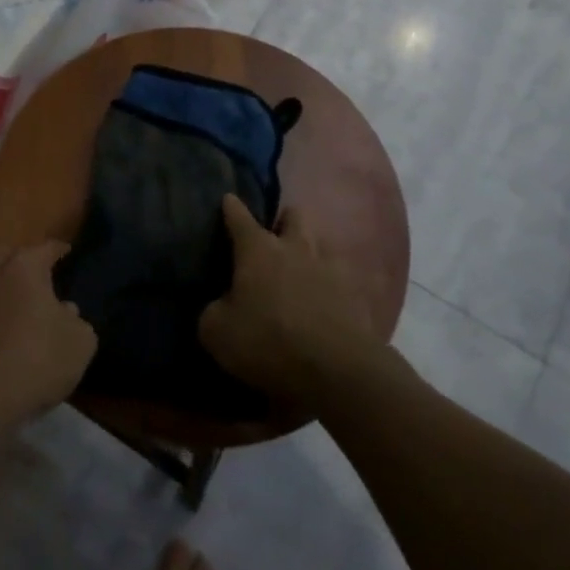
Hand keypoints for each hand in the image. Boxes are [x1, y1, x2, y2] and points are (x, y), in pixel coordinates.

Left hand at [0, 239, 96, 436]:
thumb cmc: (36, 364)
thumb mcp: (80, 344)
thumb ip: (77, 320)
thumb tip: (65, 311)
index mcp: (24, 269)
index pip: (45, 248)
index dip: (58, 249)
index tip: (66, 252)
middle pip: (6, 255)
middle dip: (21, 259)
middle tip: (35, 272)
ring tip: (9, 298)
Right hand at [200, 195, 381, 407]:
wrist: (337, 370)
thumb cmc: (268, 342)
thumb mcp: (217, 333)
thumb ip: (213, 311)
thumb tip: (220, 306)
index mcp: (257, 249)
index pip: (239, 217)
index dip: (231, 207)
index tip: (228, 199)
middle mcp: (295, 247)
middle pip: (292, 215)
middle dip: (282, 221)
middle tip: (273, 238)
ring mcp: (330, 267)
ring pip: (320, 242)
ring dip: (309, 250)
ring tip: (301, 269)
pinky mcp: (356, 293)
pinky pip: (342, 277)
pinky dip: (332, 283)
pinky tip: (327, 299)